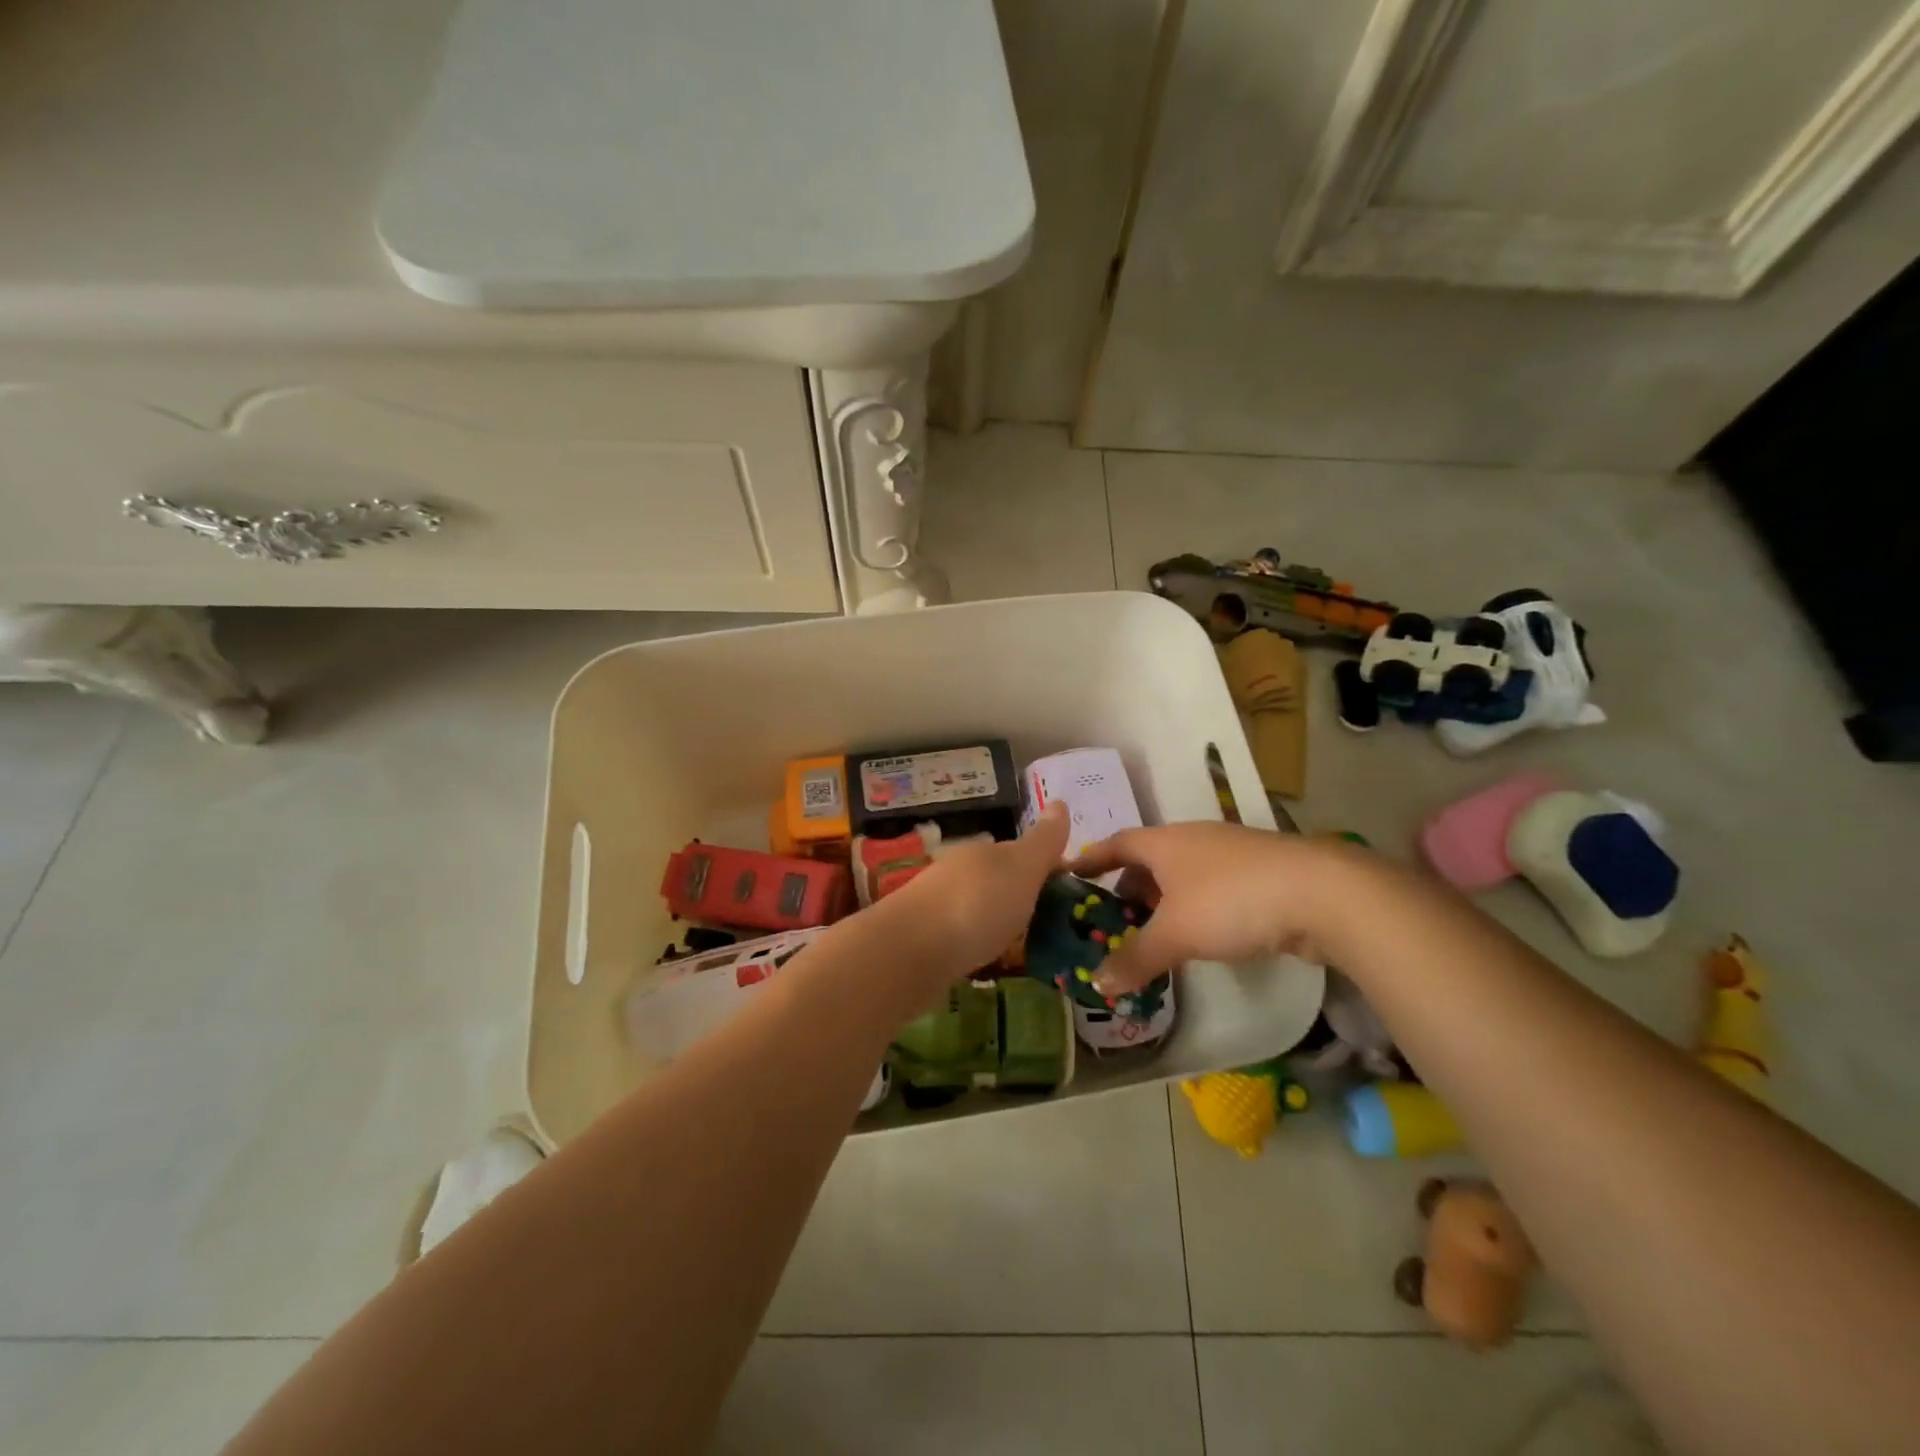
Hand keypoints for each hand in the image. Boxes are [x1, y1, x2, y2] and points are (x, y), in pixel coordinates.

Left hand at [869, 803, 1072, 997]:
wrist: (911, 951)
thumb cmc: (977, 904)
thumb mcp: (1021, 868)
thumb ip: (1042, 842)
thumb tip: (1060, 802)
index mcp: (983, 852)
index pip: (1019, 853)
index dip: (1045, 868)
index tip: (1068, 891)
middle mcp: (958, 872)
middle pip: (996, 879)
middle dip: (1019, 894)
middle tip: (1050, 921)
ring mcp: (938, 906)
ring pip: (977, 907)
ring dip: (997, 919)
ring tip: (1024, 945)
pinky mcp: (925, 941)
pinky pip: (962, 936)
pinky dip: (978, 943)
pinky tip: (988, 960)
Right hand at [1067, 823, 1342, 995]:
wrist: (1321, 893)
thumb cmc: (1231, 901)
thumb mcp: (1175, 934)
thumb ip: (1135, 958)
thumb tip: (1098, 983)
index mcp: (1165, 842)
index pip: (1116, 844)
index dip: (1092, 859)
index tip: (1070, 873)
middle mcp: (1194, 840)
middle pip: (1150, 860)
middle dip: (1130, 888)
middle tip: (1115, 920)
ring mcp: (1230, 855)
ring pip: (1183, 876)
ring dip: (1165, 902)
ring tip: (1155, 934)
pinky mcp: (1261, 875)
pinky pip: (1212, 889)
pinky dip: (1196, 910)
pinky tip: (1201, 937)